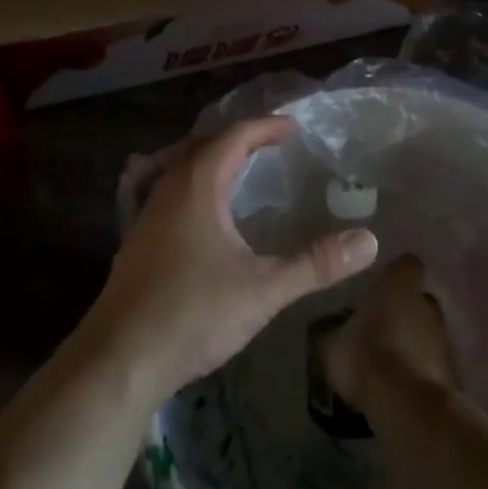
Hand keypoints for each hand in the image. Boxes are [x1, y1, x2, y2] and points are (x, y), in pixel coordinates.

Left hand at [83, 116, 378, 406]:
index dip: (263, 127)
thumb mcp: (263, 290)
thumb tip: (369, 241)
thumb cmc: (192, 315)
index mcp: (196, 187)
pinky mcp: (136, 243)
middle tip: (269, 144)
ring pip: (178, 168)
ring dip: (209, 159)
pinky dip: (191, 185)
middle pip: (200, 145)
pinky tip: (202, 215)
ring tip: (237, 169)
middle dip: (236, 137)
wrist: (118, 360)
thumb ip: (316, 264)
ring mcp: (145, 217)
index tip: (292, 128)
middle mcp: (166, 191)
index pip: (232, 137)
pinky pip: (166, 192)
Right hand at [321, 254, 457, 412]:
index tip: (378, 288)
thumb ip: (332, 332)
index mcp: (399, 285)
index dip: (394, 275)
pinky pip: (432, 362)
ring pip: (427, 331)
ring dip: (412, 342)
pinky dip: (420, 369)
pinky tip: (400, 385)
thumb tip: (328, 332)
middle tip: (378, 328)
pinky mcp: (453, 369)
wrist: (407, 405)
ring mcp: (445, 336)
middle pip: (418, 298)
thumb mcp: (331, 346)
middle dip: (402, 310)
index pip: (406, 264)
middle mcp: (428, 302)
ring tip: (387, 362)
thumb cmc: (366, 358)